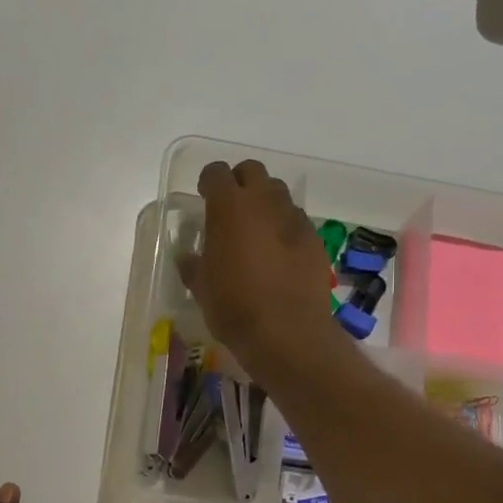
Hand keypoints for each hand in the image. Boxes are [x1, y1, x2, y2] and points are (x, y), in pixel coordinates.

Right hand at [179, 159, 343, 379]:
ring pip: (278, 193)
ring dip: (265, 203)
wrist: (287, 332)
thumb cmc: (234, 307)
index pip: (216, 173)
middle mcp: (264, 202)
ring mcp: (294, 218)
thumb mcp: (202, 288)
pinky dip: (285, 228)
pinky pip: (296, 221)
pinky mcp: (315, 239)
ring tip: (257, 231)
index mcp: (229, 207)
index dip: (208, 182)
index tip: (204, 196)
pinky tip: (280, 254)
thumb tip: (187, 256)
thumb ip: (193, 265)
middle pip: (252, 171)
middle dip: (240, 183)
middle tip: (231, 209)